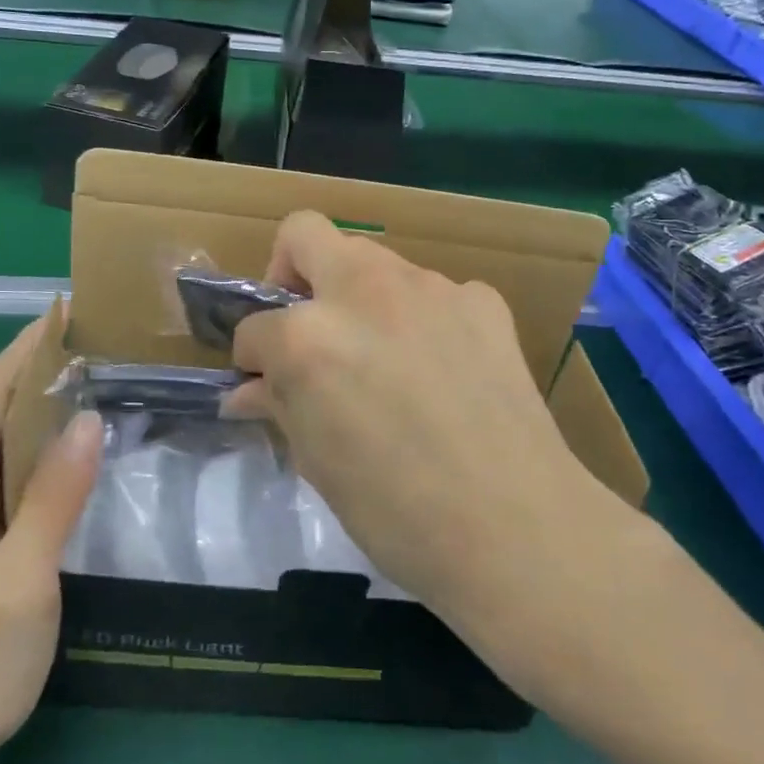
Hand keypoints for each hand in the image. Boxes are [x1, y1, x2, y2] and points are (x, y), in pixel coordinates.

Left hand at [0, 319, 101, 763]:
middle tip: (107, 344)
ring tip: (101, 384)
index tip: (76, 308)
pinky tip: (71, 452)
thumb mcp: (21, 583)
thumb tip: (89, 418)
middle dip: (43, 367)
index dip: (31, 344)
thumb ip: (53, 497)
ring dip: (40, 405)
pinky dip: (33, 445)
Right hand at [227, 212, 625, 625]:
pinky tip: (441, 370)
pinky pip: (434, 294)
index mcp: (309, 336)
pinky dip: (422, 320)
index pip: (255, 327)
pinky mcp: (482, 299)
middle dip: (291, 276)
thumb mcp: (318, 463)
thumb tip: (246, 392)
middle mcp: (364, 290)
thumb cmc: (397, 512)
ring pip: (373, 262)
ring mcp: (430, 286)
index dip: (252, 359)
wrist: (517, 528)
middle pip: (305, 235)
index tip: (264, 385)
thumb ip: (279, 407)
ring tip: (383, 359)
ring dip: (359, 299)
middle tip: (307, 331)